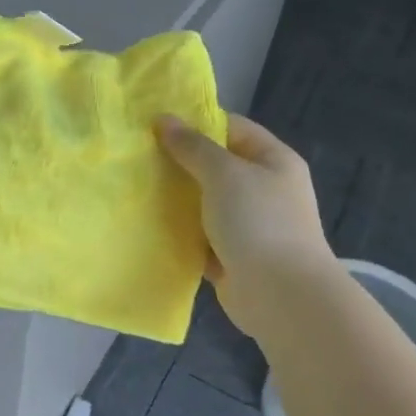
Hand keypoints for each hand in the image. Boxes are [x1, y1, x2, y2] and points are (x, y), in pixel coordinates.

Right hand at [157, 113, 333, 337]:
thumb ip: (193, 147)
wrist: (281, 295)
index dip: (196, 122)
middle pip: (215, 166)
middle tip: (136, 156)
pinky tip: (146, 224)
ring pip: (204, 202)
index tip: (154, 125)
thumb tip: (165, 119)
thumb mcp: (224, 173)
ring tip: (134, 187)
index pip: (231, 128)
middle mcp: (263, 189)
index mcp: (272, 160)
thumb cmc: (258, 222)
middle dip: (179, 162)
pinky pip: (199, 235)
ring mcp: (248, 224)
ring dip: (175, 198)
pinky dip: (179, 232)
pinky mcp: (231, 255)